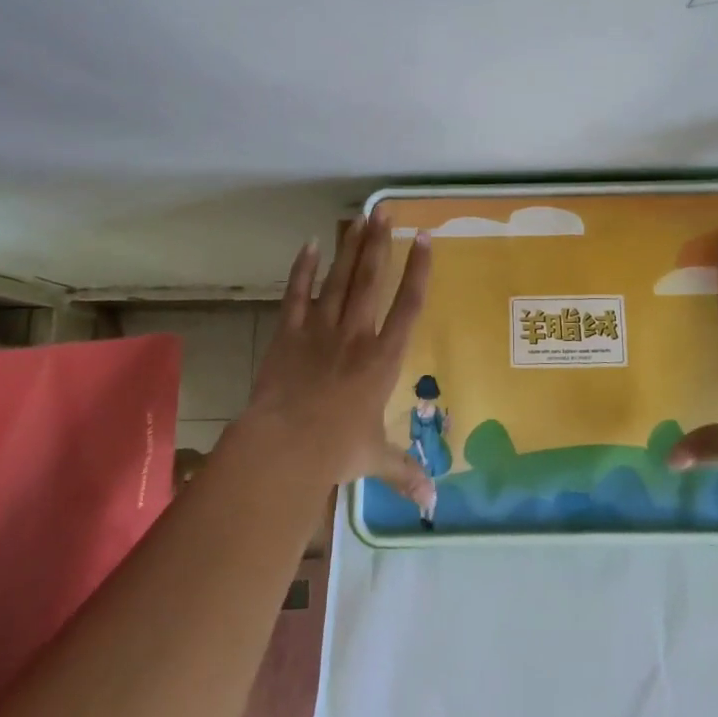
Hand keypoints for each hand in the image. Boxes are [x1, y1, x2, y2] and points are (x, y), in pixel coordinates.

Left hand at [238, 210, 435, 506]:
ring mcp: (321, 330)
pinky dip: (303, 269)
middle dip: (380, 243)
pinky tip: (310, 244)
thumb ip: (407, 474)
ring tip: (360, 217)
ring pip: (339, 279)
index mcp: (383, 359)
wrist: (283, 448)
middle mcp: (357, 335)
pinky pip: (297, 294)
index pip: (409, 306)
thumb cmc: (335, 451)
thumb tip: (434, 505)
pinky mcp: (290, 334)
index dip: (419, 271)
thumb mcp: (376, 460)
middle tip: (386, 210)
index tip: (425, 239)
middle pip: (372, 280)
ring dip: (351, 247)